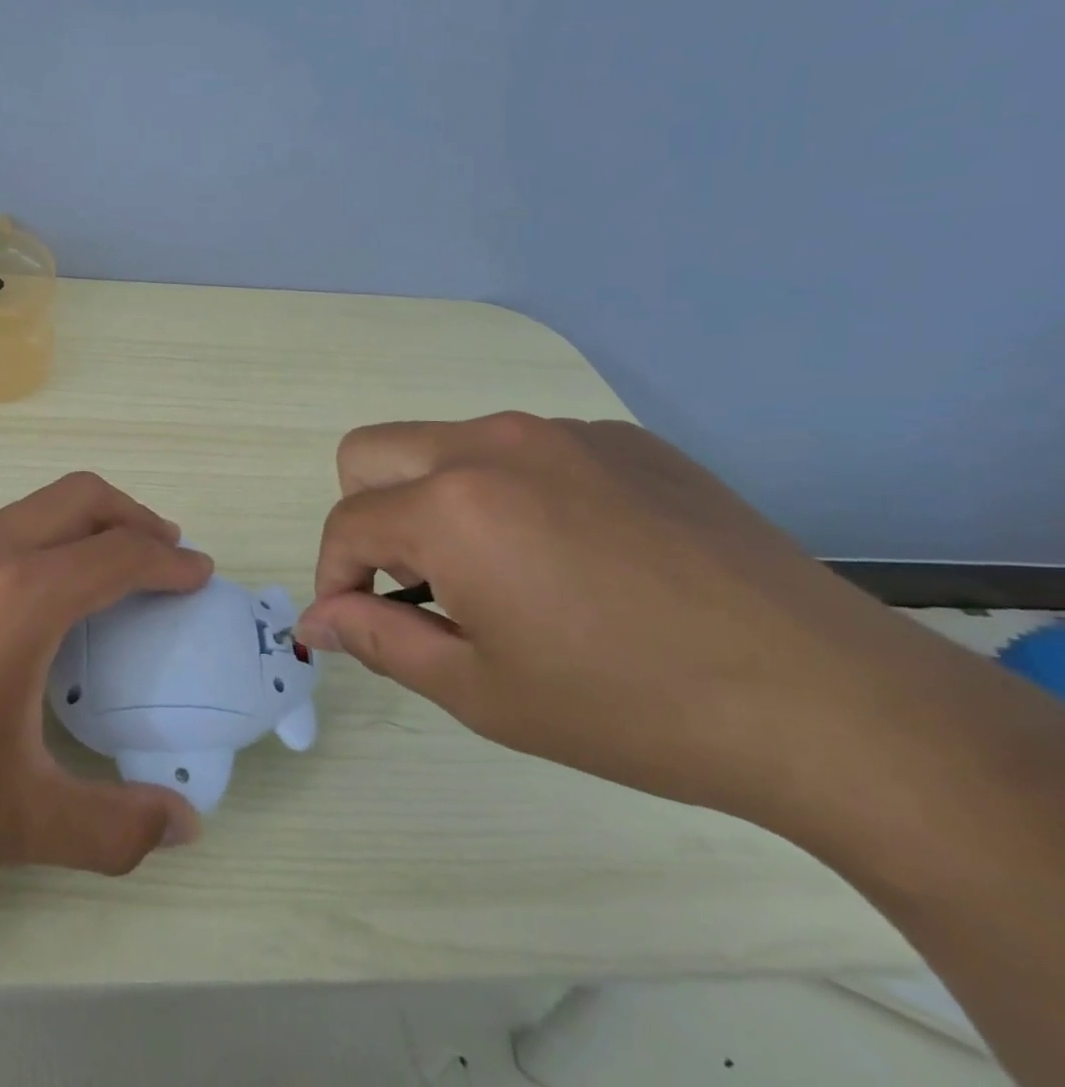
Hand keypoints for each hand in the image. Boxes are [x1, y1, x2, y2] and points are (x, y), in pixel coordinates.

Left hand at [0, 473, 209, 896]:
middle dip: (135, 517)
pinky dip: (49, 535)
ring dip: (89, 521)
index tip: (201, 577)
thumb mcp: (17, 821)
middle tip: (167, 557)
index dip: (172, 562)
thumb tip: (186, 826)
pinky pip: (7, 525)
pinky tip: (43, 594)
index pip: (122, 554)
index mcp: (25, 597)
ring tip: (113, 569)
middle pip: (82, 497)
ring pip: (40, 504)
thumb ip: (114, 826)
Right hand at [296, 413, 1024, 836]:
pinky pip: (523, 449)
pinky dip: (511, 492)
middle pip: (370, 453)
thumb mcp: (480, 690)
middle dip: (368, 517)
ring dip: (438, 502)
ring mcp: (560, 431)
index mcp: (452, 505)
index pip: (346, 524)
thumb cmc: (627, 706)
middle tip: (422, 585)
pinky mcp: (618, 437)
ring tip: (505, 575)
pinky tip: (577, 556)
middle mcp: (492, 444)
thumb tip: (314, 619)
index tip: (355, 623)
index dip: (334, 579)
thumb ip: (377, 640)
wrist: (824, 698)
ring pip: (445, 445)